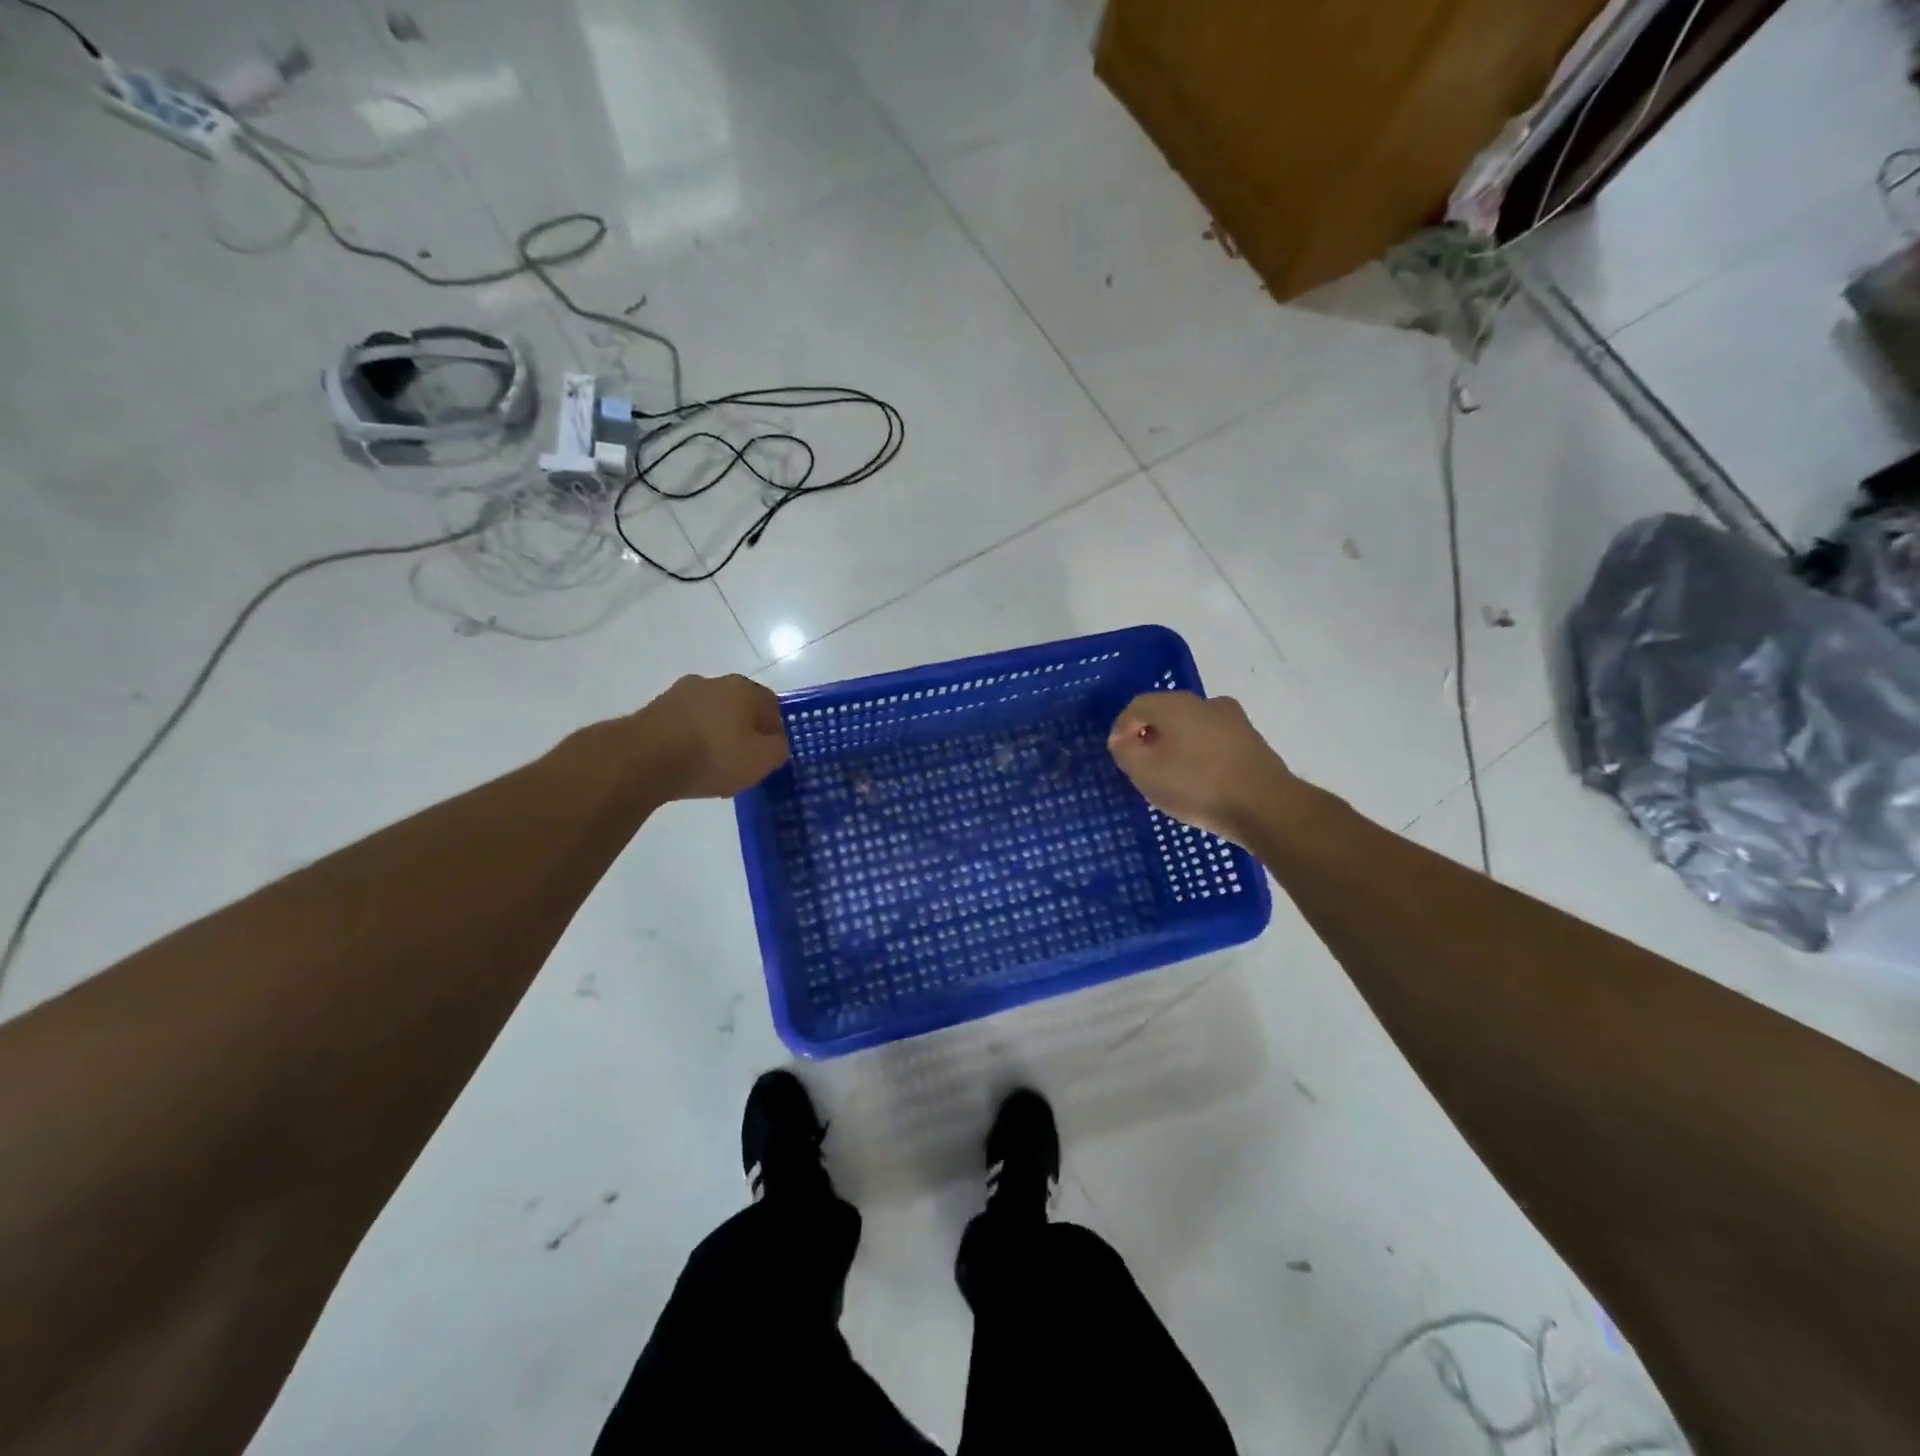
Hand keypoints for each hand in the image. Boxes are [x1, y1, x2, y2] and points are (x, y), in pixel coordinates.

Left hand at [635, 674, 789, 799]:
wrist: (643, 759)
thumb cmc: (713, 755)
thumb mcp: (762, 760)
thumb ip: (778, 749)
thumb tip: (775, 743)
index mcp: (744, 688)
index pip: (771, 705)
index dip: (775, 730)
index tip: (770, 754)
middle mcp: (712, 682)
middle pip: (738, 707)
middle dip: (743, 732)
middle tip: (743, 761)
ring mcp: (679, 694)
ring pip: (709, 716)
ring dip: (714, 736)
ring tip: (712, 768)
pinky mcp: (653, 711)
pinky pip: (683, 727)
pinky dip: (689, 742)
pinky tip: (687, 766)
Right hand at [1108, 692, 1295, 843]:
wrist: (1266, 807)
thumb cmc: (1197, 786)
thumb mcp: (1145, 773)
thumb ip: (1125, 751)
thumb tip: (1122, 738)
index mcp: (1176, 704)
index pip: (1137, 706)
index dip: (1122, 729)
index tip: (1120, 755)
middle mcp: (1205, 702)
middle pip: (1165, 713)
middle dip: (1149, 736)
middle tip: (1142, 766)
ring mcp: (1233, 719)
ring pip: (1191, 726)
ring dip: (1176, 745)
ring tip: (1172, 776)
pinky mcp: (1252, 740)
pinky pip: (1213, 740)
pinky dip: (1200, 753)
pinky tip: (1200, 779)